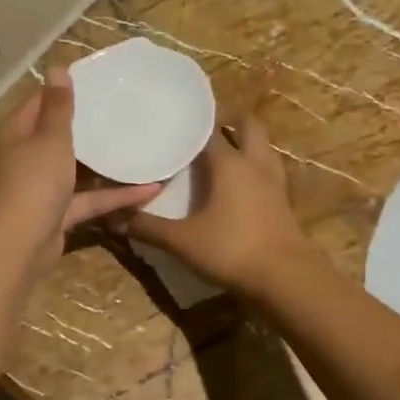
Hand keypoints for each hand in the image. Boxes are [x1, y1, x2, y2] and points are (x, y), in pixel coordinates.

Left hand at [0, 68, 159, 278]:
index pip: (40, 101)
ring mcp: (43, 187)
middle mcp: (27, 156)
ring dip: (105, 161)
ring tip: (139, 143)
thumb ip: (58, 107)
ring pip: (77, 168)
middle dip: (89, 125)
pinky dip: (116, 195)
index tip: (99, 82)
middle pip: (58, 135)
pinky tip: (151, 189)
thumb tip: (56, 69)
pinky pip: (90, 198)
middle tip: (124, 110)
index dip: (66, 90)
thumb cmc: (34, 181)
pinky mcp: (59, 213)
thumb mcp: (50, 138)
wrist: (21, 244)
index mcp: (17, 132)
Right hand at [125, 115, 314, 295]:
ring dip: (245, 143)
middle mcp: (255, 164)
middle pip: (248, 125)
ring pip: (263, 147)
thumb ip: (147, 228)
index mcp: (230, 163)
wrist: (286, 279)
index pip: (209, 129)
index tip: (173, 120)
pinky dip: (253, 169)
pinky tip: (237, 186)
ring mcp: (274, 183)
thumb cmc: (231, 250)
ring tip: (221, 152)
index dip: (191, 123)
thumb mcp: (181, 241)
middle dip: (229, 120)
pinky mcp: (283, 202)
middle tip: (203, 128)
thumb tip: (113, 219)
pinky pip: (268, 171)